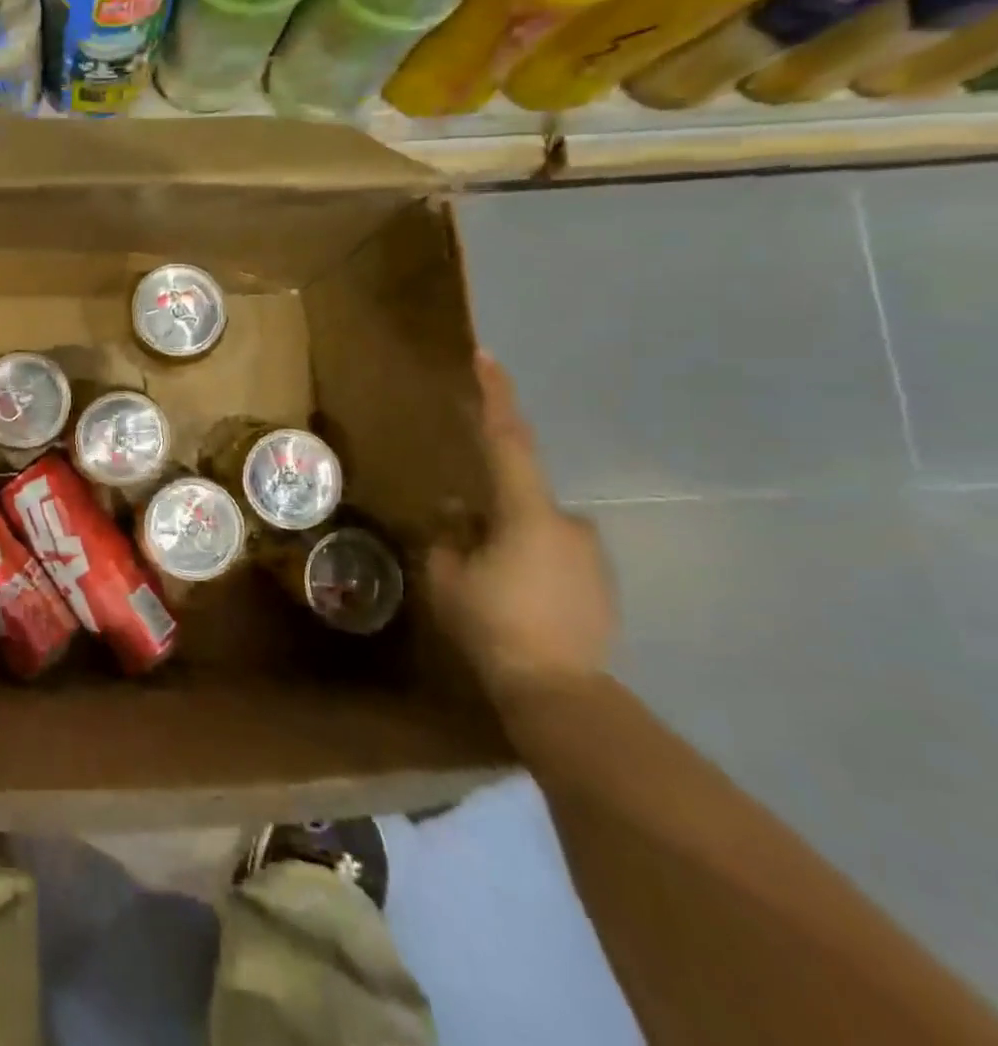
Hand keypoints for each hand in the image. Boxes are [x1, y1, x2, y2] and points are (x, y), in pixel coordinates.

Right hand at [428, 351, 616, 704]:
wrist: (561, 693)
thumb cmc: (494, 625)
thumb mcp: (448, 578)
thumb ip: (449, 537)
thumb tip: (458, 513)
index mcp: (527, 512)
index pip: (508, 440)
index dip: (498, 396)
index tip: (487, 357)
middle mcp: (568, 522)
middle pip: (519, 497)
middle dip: (490, 512)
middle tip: (465, 546)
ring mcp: (591, 555)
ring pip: (536, 531)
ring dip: (510, 544)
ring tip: (489, 586)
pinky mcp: (602, 585)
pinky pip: (555, 558)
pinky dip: (531, 566)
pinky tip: (517, 603)